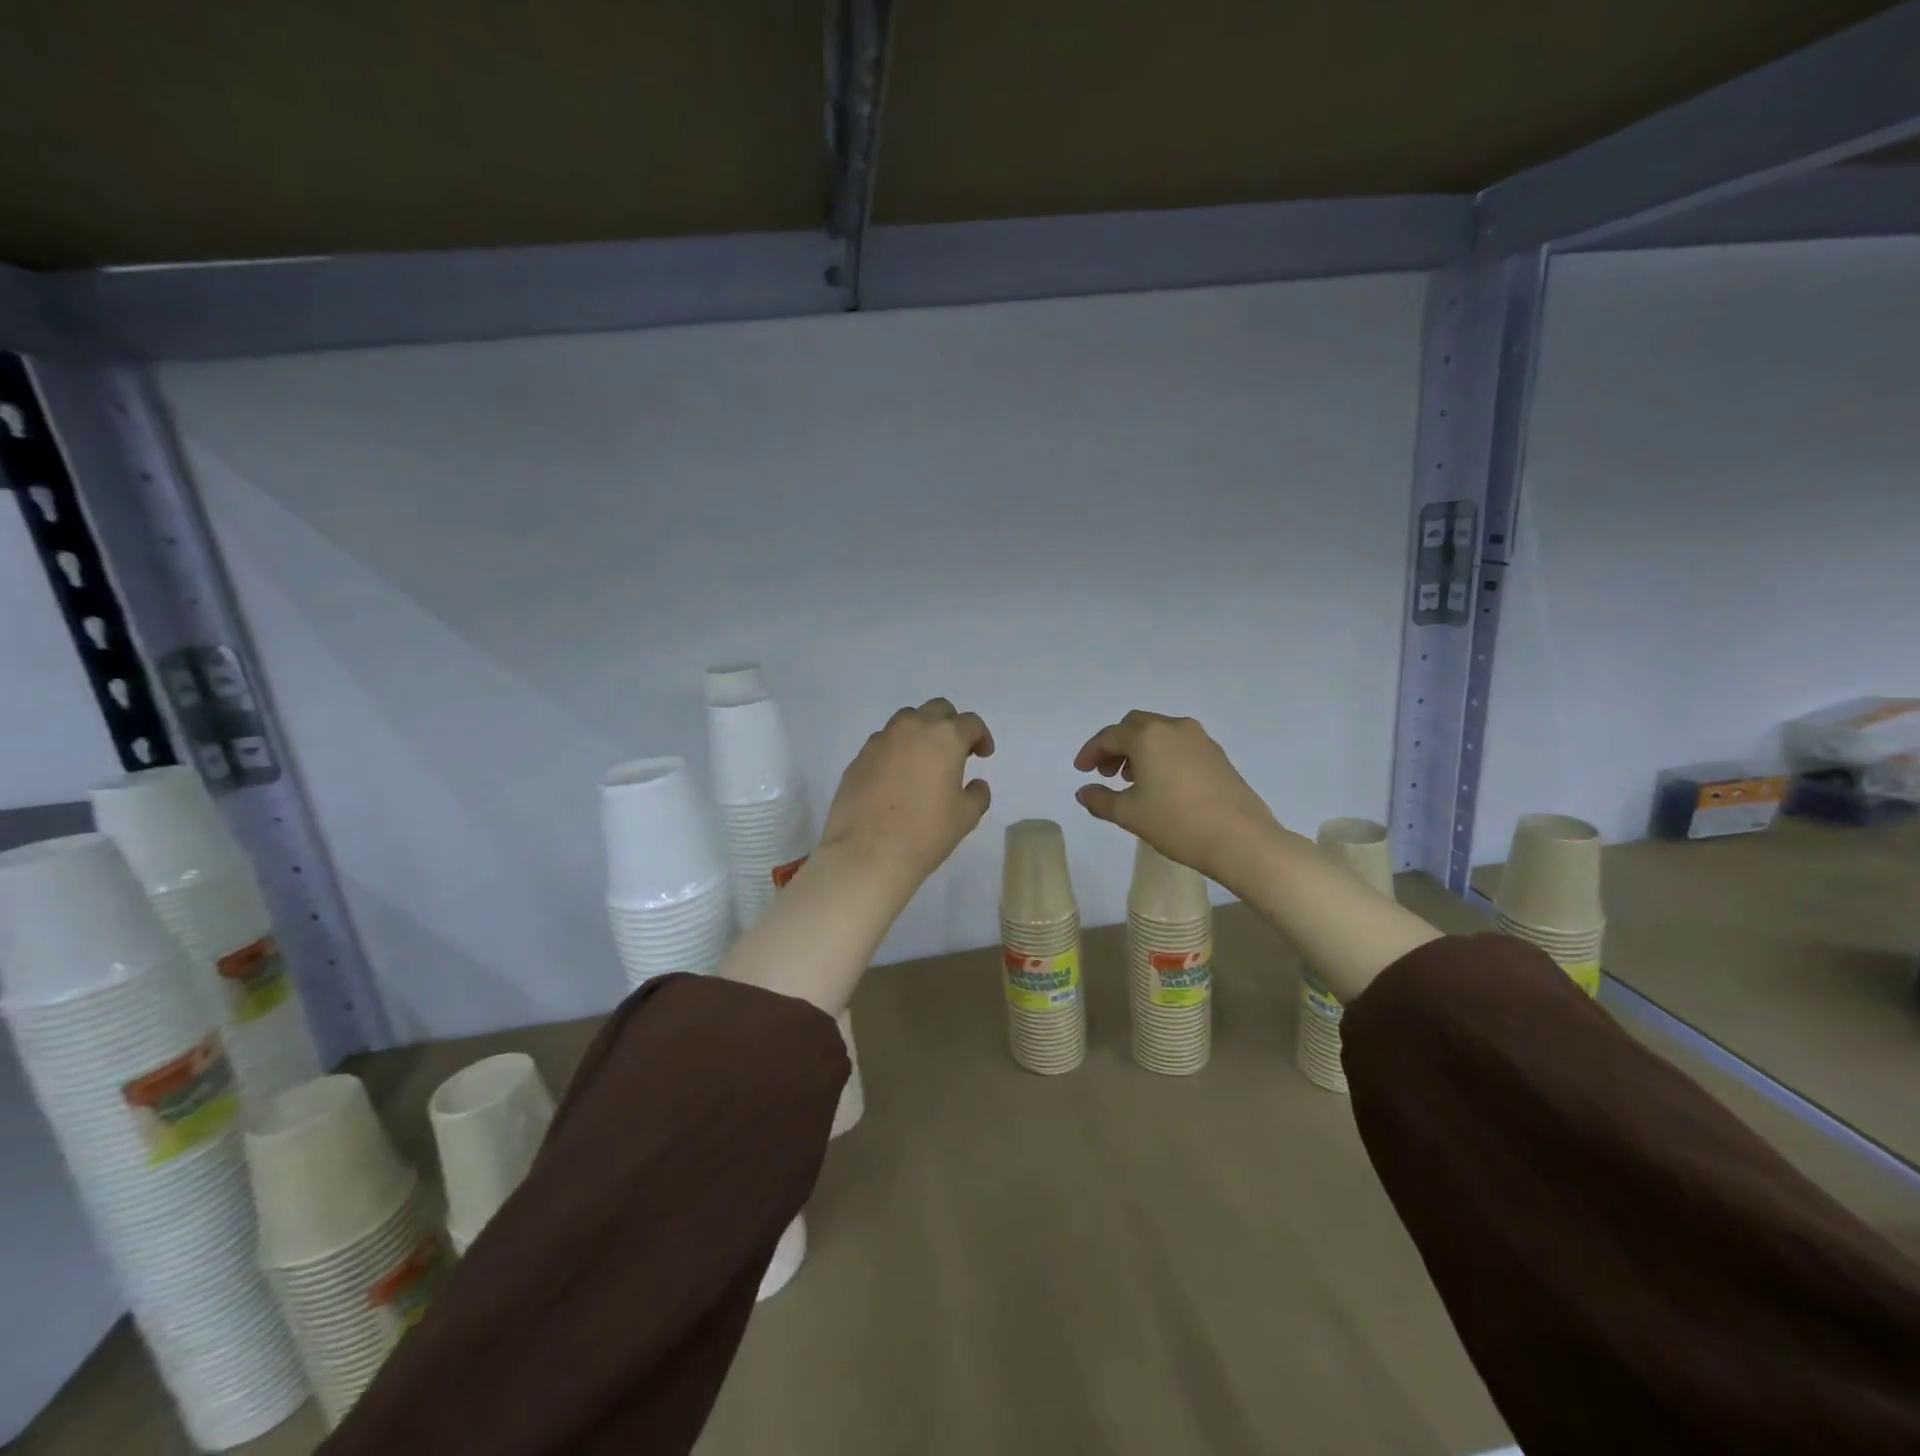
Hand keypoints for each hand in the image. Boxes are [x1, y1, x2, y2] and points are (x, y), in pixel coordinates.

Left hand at [819, 698, 994, 893]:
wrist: (866, 852)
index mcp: (945, 737)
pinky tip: (897, 778)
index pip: (970, 723)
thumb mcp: (966, 817)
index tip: (983, 755)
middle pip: (937, 709)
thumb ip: (977, 794)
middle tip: (955, 751)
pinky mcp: (858, 757)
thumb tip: (975, 784)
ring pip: (906, 720)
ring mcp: (881, 740)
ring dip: (921, 732)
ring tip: (924, 761)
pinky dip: (896, 750)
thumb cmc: (925, 833)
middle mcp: (912, 728)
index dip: (981, 736)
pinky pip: (883, 743)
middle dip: (950, 724)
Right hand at [1073, 711, 1279, 891]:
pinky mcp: (1217, 754)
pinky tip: (1161, 783)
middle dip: (1116, 746)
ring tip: (1133, 780)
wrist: (1241, 839)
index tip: (1081, 771)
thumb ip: (1100, 800)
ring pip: (1159, 733)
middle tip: (1106, 773)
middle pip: (1135, 726)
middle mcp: (1173, 727)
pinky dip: (1162, 755)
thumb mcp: (1129, 814)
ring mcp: (1200, 739)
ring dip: (1140, 749)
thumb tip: (1084, 792)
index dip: (1091, 752)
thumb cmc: (1176, 823)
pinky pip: (1179, 744)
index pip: (1110, 736)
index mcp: (1148, 736)